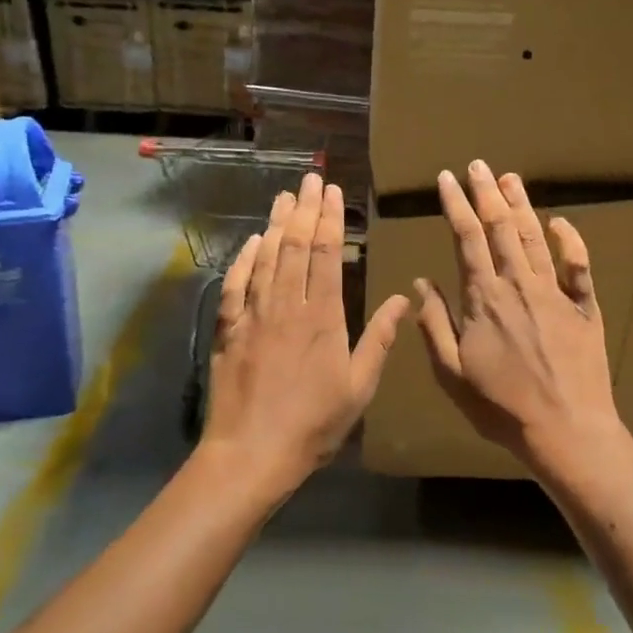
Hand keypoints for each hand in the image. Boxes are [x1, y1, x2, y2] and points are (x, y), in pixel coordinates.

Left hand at [201, 173, 408, 498]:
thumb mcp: (359, 387)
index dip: (329, 219)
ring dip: (276, 224)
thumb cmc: (313, 424)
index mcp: (323, 318)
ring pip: (266, 258)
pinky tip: (252, 241)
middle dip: (305, 209)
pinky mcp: (230, 330)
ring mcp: (254, 315)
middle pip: (296, 247)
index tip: (332, 191)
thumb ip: (379, 340)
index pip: (327, 255)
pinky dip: (244, 259)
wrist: (251, 453)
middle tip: (310, 179)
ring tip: (284, 196)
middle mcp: (287, 306)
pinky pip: (236, 285)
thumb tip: (403, 298)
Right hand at [413, 161, 623, 471]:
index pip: (466, 239)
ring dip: (522, 206)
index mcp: (484, 298)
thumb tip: (421, 283)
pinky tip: (561, 221)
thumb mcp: (452, 373)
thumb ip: (434, 325)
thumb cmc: (501, 407)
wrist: (566, 429)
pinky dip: (571, 241)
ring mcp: (556, 293)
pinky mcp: (585, 308)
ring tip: (510, 178)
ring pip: (536, 238)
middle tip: (477, 165)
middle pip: (501, 228)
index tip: (446, 179)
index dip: (455, 205)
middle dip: (486, 193)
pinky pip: (579, 266)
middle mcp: (520, 285)